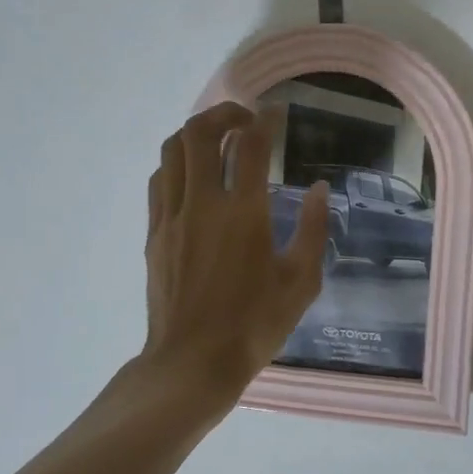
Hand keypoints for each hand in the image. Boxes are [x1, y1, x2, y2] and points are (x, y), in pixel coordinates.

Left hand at [139, 101, 331, 413]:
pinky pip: (159, 181)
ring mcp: (172, 217)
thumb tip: (318, 188)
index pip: (252, 146)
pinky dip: (176, 164)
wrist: (192, 362)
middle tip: (243, 120)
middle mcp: (203, 204)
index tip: (276, 111)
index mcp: (244, 214)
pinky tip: (193, 176)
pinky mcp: (154, 233)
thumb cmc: (254, 325)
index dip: (265, 119)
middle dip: (222, 114)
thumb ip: (312, 229)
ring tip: (216, 140)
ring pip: (172, 151)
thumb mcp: (300, 282)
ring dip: (194, 134)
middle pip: (199, 134)